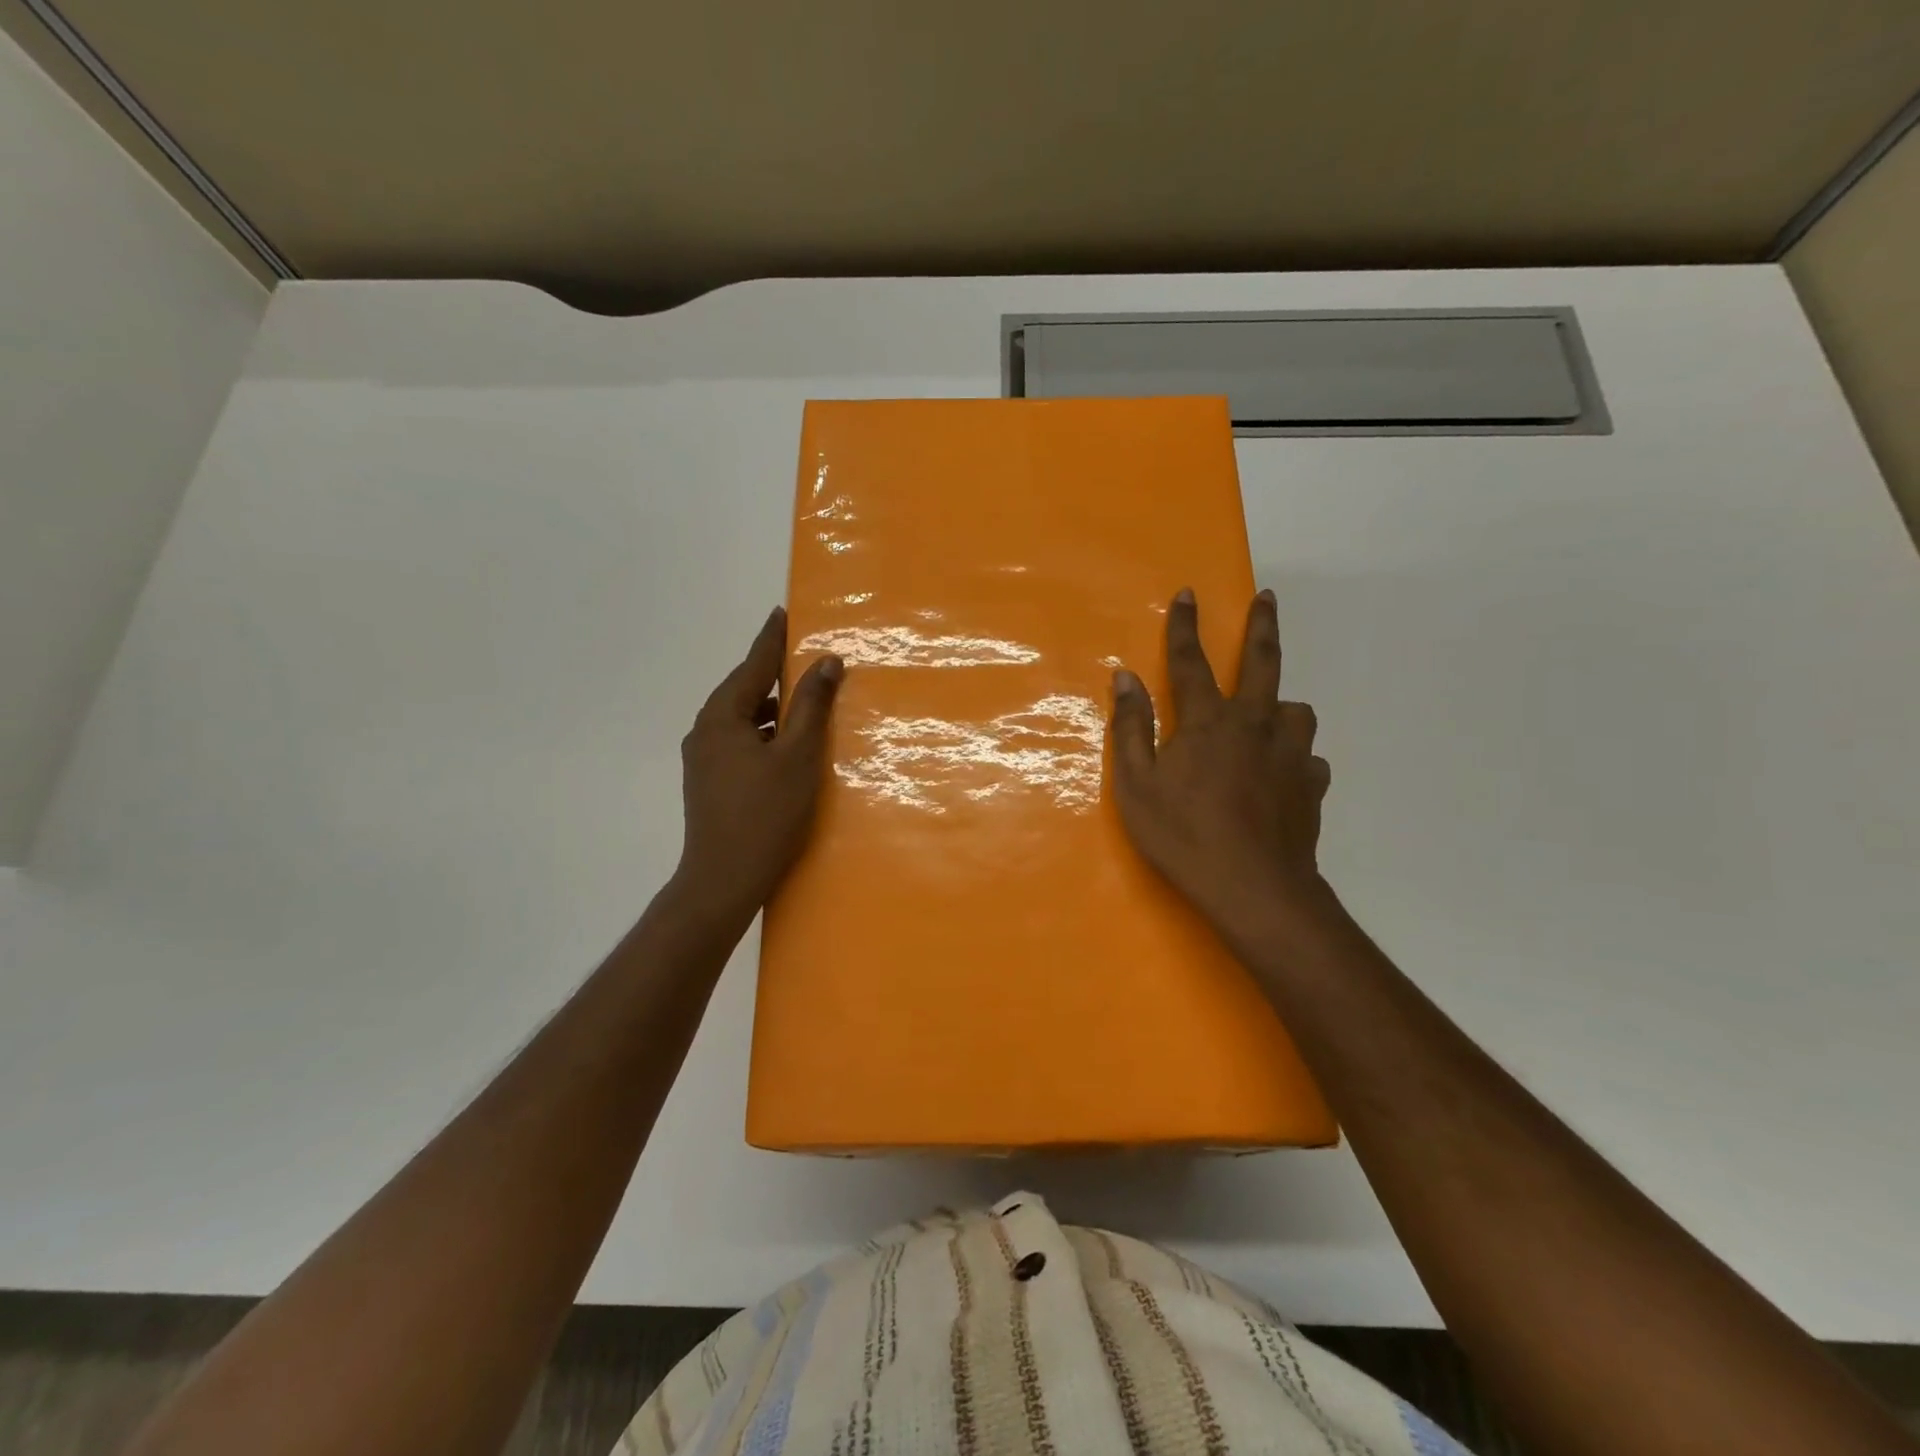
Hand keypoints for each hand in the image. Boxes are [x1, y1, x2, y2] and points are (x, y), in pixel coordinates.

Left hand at [673, 606, 842, 921]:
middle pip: (744, 690)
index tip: (782, 612)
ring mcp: (702, 758)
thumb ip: (812, 706)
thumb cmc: (766, 814)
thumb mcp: (798, 756)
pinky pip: (739, 741)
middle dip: (773, 674)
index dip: (772, 639)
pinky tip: (785, 745)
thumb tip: (826, 662)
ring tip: (802, 701)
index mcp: (722, 716)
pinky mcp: (708, 782)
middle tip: (802, 656)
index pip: (754, 665)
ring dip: (771, 708)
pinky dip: (764, 733)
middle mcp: (704, 730)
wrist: (723, 880)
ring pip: (742, 719)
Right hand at [1108, 588, 1331, 934]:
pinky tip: (1285, 774)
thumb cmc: (1183, 835)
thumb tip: (1125, 678)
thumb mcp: (1136, 785)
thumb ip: (1131, 728)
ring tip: (1271, 715)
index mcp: (1208, 722)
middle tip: (1267, 598)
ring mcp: (1290, 755)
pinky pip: (1309, 759)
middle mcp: (1254, 725)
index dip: (1184, 626)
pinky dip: (1296, 758)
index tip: (1187, 594)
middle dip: (1262, 626)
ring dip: (1282, 705)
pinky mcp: (1311, 786)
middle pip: (1263, 663)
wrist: (1254, 887)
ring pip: (1297, 710)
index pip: (1190, 662)